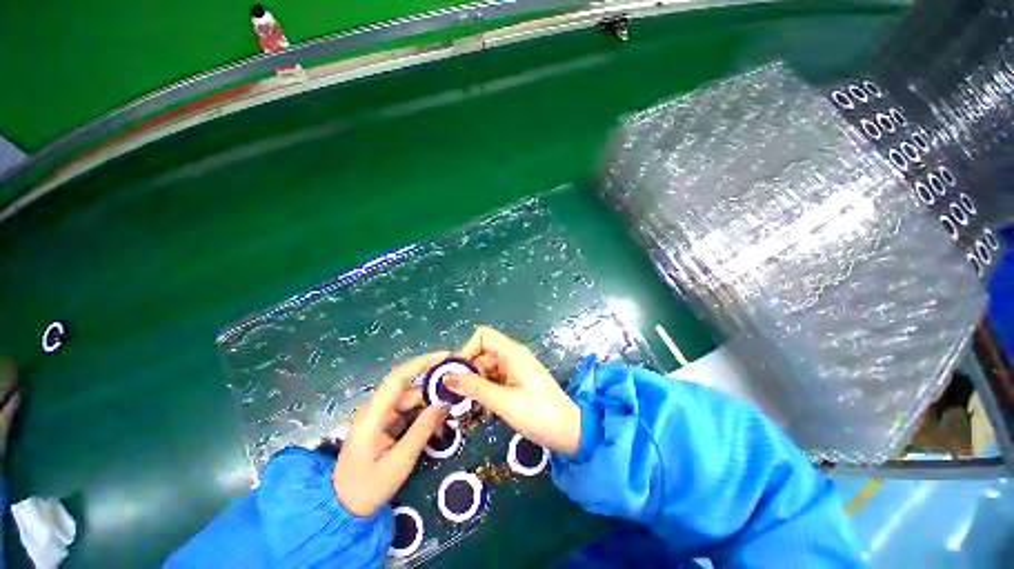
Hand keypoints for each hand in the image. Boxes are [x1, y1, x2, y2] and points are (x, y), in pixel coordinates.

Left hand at [333, 352, 448, 516]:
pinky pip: (409, 413)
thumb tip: (445, 402)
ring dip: (430, 410)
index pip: (398, 377)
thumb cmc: (367, 488)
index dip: (422, 363)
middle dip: (434, 396)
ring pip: (412, 402)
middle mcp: (376, 409)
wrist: (342, 510)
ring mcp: (380, 417)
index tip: (446, 357)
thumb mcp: (400, 461)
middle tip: (456, 405)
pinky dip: (423, 419)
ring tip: (447, 425)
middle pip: (410, 391)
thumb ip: (423, 429)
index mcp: (373, 415)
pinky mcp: (384, 425)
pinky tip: (436, 430)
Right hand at [445, 327, 580, 453]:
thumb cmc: (540, 415)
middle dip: (467, 374)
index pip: (483, 336)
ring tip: (466, 408)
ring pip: (485, 370)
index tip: (455, 375)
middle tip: (457, 399)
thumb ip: (476, 388)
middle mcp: (512, 357)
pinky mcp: (516, 383)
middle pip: (481, 355)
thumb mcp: (505, 402)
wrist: (571, 433)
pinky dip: (484, 393)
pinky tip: (480, 411)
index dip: (466, 350)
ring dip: (474, 387)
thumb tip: (447, 377)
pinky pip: (493, 381)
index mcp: (512, 353)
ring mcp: (514, 370)